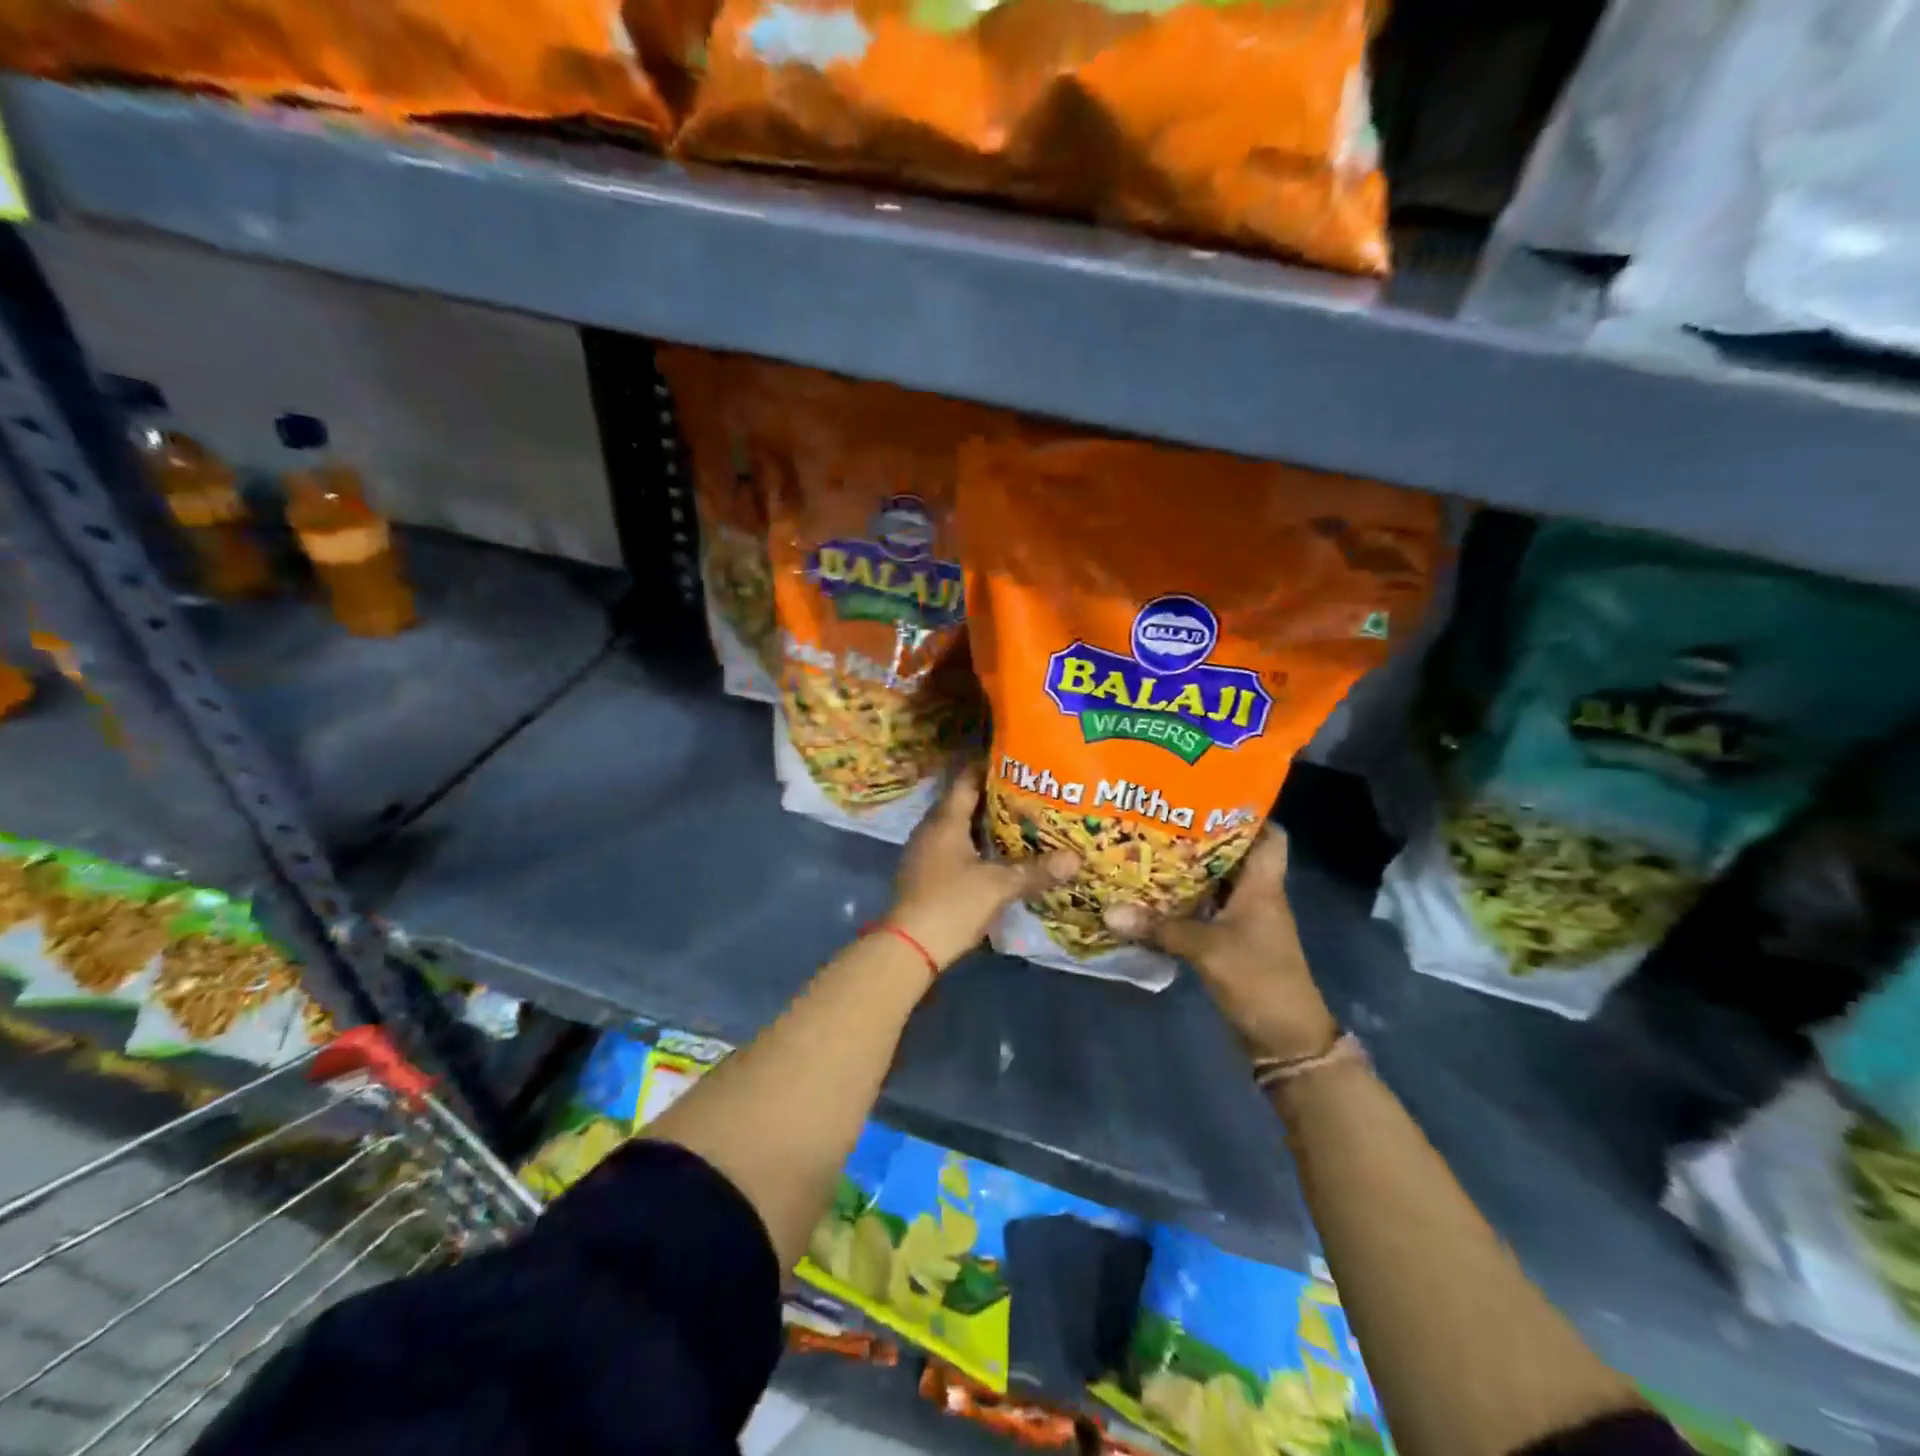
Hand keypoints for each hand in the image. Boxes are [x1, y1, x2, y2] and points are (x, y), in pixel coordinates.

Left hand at [889, 765, 1078, 971]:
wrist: (908, 947)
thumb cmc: (951, 904)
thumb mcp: (998, 886)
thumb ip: (1035, 871)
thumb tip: (1075, 859)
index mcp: (945, 821)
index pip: (966, 780)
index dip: (988, 767)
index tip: (1015, 761)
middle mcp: (930, 829)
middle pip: (962, 802)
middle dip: (991, 796)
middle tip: (1026, 792)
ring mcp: (923, 852)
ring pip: (956, 827)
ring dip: (982, 823)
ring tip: (1016, 821)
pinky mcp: (923, 874)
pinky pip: (951, 847)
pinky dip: (972, 845)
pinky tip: (994, 855)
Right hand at [1104, 828, 1336, 1061]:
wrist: (1285, 1040)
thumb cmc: (1259, 980)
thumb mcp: (1207, 950)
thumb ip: (1160, 928)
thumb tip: (1109, 911)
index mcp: (1263, 886)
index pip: (1270, 836)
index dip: (1247, 814)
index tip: (1207, 797)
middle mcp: (1256, 896)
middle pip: (1232, 855)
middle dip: (1200, 837)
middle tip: (1159, 819)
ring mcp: (1244, 921)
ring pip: (1216, 883)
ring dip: (1187, 870)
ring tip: (1147, 848)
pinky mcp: (1231, 942)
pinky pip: (1205, 910)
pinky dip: (1183, 901)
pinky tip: (1151, 896)